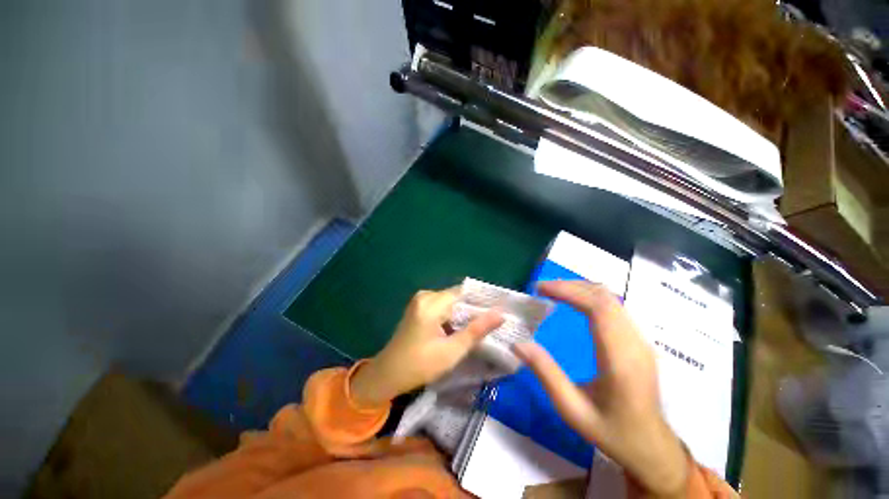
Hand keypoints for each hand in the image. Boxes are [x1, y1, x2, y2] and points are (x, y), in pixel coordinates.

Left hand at [350, 288, 503, 407]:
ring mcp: (420, 300)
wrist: (387, 374)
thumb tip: (500, 314)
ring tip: (482, 325)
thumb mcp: (451, 351)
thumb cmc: (419, 365)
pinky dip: (453, 315)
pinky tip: (462, 327)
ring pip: (451, 302)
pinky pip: (442, 306)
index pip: (464, 292)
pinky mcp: (419, 307)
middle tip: (493, 321)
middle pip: (457, 296)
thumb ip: (476, 330)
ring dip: (464, 313)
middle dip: (473, 308)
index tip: (499, 310)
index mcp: (431, 303)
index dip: (482, 300)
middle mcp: (425, 296)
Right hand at [513, 281, 687, 497]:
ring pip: (611, 298)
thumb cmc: (611, 432)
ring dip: (580, 289)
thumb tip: (518, 344)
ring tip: (553, 292)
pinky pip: (614, 307)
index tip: (540, 289)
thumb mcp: (572, 409)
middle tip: (542, 289)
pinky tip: (574, 303)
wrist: (652, 447)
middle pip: (604, 297)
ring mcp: (641, 340)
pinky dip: (590, 297)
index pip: (598, 308)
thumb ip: (545, 374)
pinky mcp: (639, 340)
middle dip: (570, 286)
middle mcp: (635, 343)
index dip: (568, 291)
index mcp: (620, 360)